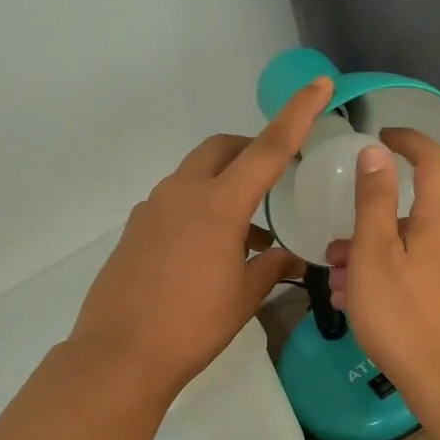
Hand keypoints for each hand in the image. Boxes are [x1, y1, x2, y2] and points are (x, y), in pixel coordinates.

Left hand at [69, 78, 334, 397]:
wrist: (120, 354)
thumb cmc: (192, 327)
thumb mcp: (243, 297)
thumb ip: (271, 266)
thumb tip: (287, 254)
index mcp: (218, 206)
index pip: (266, 149)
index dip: (296, 114)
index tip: (319, 85)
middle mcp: (182, 194)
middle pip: (221, 148)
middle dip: (251, 149)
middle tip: (275, 176)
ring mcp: (152, 208)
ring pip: (195, 174)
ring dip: (225, 184)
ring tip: (247, 232)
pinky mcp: (135, 228)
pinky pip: (175, 201)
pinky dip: (200, 207)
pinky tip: (209, 249)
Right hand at [328, 127, 439, 411]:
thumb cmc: (403, 315)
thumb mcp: (374, 254)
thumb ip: (374, 201)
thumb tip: (377, 152)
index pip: (432, 161)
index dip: (408, 141)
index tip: (380, 136)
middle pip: (412, 215)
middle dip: (369, 225)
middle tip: (334, 252)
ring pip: (410, 250)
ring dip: (371, 259)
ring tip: (339, 287)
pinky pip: (417, 276)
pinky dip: (388, 280)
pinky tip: (361, 308)